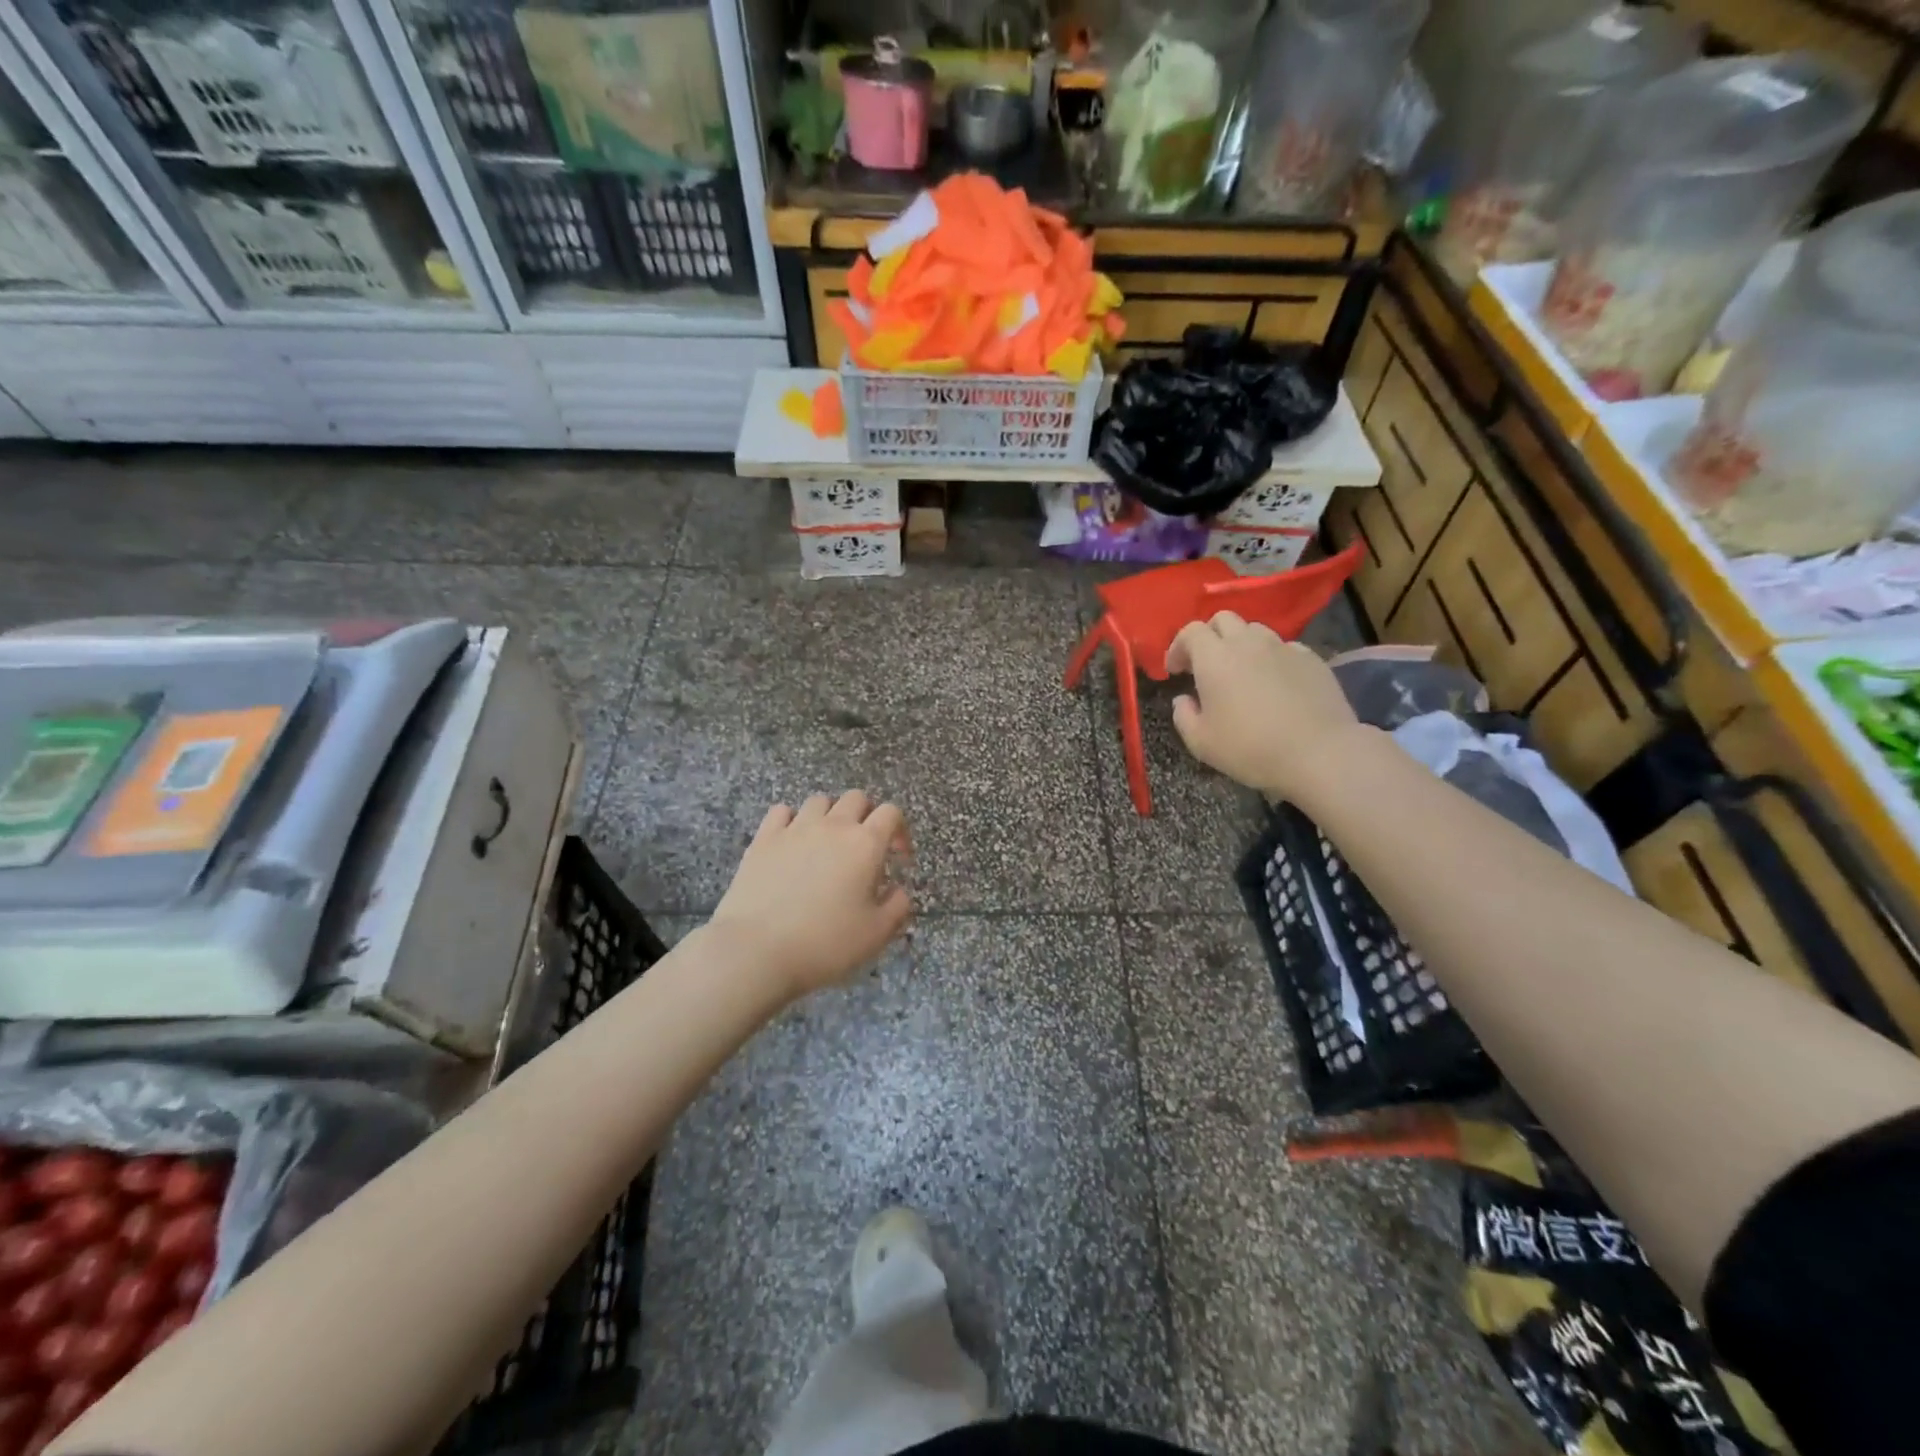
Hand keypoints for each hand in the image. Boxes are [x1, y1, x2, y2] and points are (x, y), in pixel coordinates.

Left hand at [709, 791, 913, 998]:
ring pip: (819, 801)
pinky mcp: (763, 839)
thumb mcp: (876, 934)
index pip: (891, 813)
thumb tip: (898, 890)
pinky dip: (791, 820)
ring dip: (830, 815)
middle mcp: (833, 826)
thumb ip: (897, 906)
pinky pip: (781, 812)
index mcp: (865, 844)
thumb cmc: (825, 943)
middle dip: (866, 816)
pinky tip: (791, 842)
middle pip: (856, 798)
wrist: (757, 949)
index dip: (899, 830)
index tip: (898, 857)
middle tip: (864, 847)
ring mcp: (795, 829)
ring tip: (827, 843)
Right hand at [1165, 612, 1364, 799]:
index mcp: (1215, 658)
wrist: (1319, 753)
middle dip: (1209, 636)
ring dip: (1241, 644)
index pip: (1191, 631)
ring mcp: (1283, 647)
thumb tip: (1184, 700)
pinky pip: (1284, 647)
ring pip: (1255, 630)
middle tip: (1206, 665)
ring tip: (1242, 672)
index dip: (1178, 647)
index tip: (1176, 672)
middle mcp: (1248, 643)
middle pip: (1223, 619)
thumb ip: (1183, 716)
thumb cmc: (1250, 748)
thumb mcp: (1201, 742)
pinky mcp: (1311, 659)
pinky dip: (1271, 658)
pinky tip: (1275, 683)